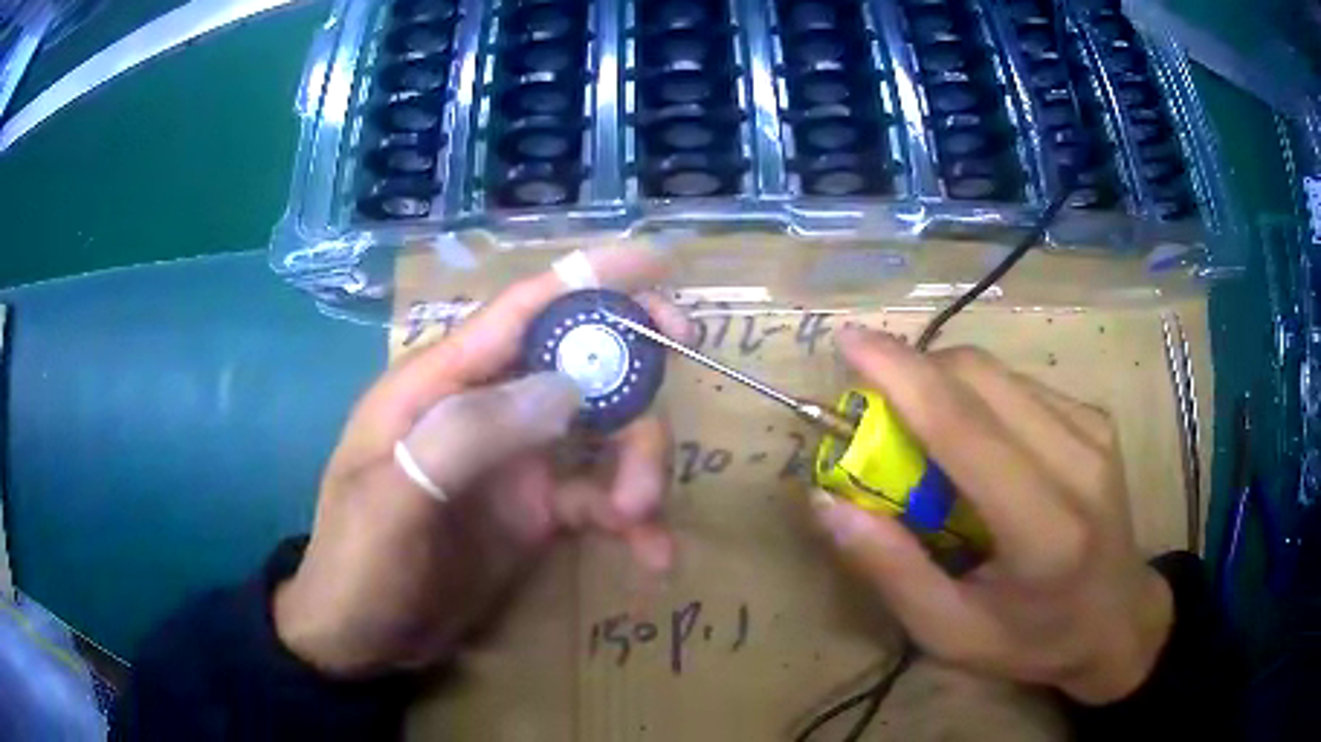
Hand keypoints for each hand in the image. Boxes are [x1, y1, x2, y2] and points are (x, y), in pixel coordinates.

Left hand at [274, 247, 690, 677]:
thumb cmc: (357, 564)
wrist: (361, 638)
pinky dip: (633, 522)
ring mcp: (516, 462)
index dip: (589, 279)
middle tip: (674, 408)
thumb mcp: (392, 501)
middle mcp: (486, 409)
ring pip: (602, 434)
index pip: (521, 311)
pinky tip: (654, 556)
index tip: (659, 265)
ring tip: (641, 517)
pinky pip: (600, 499)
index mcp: (440, 386)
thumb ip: (467, 436)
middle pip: (578, 366)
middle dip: (634, 380)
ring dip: (639, 466)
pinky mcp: (536, 511)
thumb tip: (567, 389)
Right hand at [811, 329, 1172, 704]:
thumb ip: (890, 570)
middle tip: (874, 409)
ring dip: (943, 383)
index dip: (902, 376)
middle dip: (914, 373)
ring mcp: (1094, 430)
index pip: (965, 429)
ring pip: (998, 373)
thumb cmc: (1033, 640)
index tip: (849, 341)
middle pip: (980, 379)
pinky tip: (974, 441)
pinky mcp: (1097, 417)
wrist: (1119, 620)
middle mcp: (1079, 462)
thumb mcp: (950, 633)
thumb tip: (826, 502)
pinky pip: (1020, 385)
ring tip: (920, 432)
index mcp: (1044, 529)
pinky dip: (978, 396)